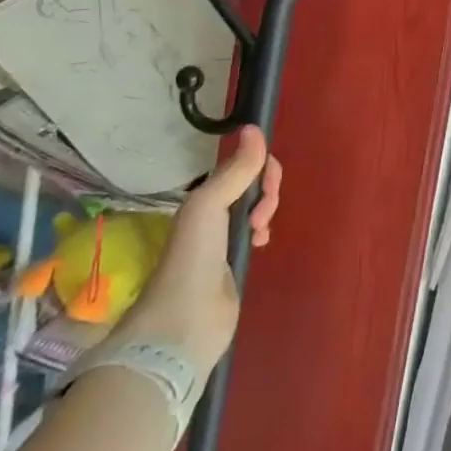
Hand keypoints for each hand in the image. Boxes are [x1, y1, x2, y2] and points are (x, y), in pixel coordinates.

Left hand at [113, 126, 282, 373]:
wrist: (182, 323)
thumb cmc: (193, 257)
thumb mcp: (210, 205)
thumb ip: (236, 170)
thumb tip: (254, 127)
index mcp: (205, 196)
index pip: (243, 165)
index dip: (262, 168)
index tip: (268, 184)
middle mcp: (213, 213)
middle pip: (253, 185)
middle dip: (266, 192)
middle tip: (260, 215)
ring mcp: (224, 240)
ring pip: (257, 208)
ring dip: (266, 211)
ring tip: (259, 232)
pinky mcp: (234, 265)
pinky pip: (256, 233)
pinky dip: (263, 231)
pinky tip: (260, 243)